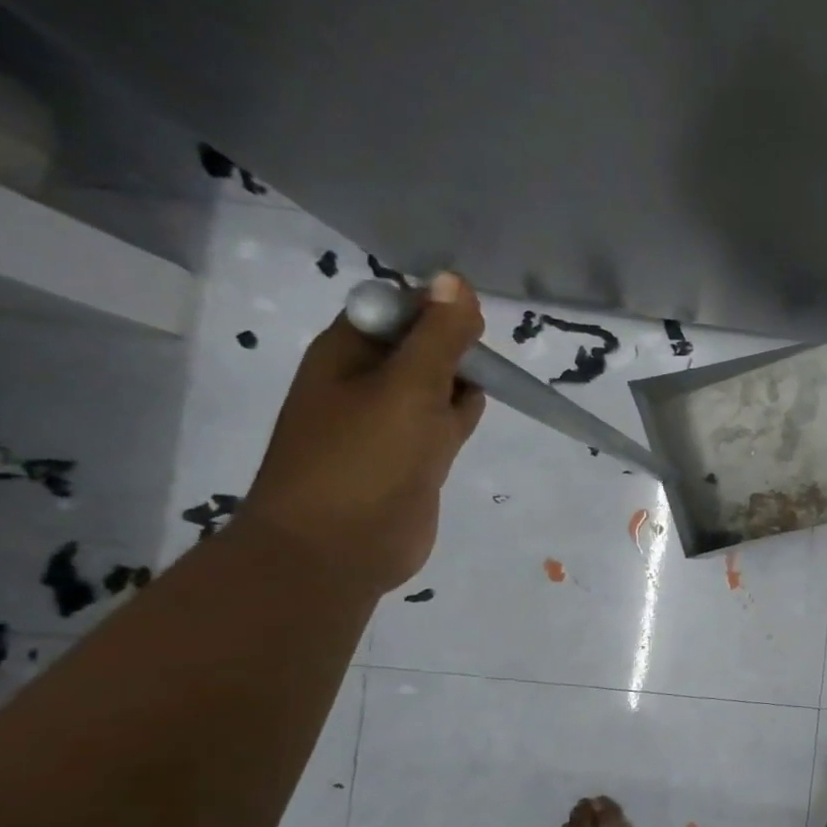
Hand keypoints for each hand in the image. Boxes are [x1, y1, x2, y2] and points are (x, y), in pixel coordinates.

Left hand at [239, 271, 486, 594]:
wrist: (339, 548)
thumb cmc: (365, 459)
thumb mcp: (408, 387)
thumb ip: (438, 336)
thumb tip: (456, 279)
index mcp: (347, 352)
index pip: (396, 307)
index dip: (435, 307)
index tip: (472, 326)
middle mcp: (365, 381)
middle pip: (421, 343)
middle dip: (454, 344)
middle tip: (481, 360)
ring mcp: (389, 422)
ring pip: (437, 383)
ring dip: (462, 379)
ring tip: (487, 384)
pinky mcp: (413, 457)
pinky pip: (443, 421)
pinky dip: (462, 412)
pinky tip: (477, 412)